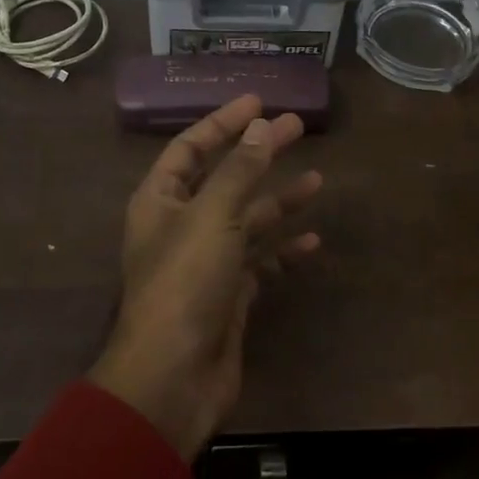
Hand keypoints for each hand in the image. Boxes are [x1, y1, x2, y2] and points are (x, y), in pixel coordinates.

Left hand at [90, 95, 321, 459]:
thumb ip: (238, 170)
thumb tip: (261, 125)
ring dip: (279, 200)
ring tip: (317, 179)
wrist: (173, 378)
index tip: (258, 100)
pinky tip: (312, 243)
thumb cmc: (185, 283)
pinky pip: (261, 264)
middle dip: (259, 153)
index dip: (222, 122)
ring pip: (247, 220)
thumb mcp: (212, 216)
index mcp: (161, 200)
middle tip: (297, 127)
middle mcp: (182, 225)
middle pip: (225, 177)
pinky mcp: (229, 296)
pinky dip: (284, 252)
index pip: (190, 147)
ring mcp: (206, 262)